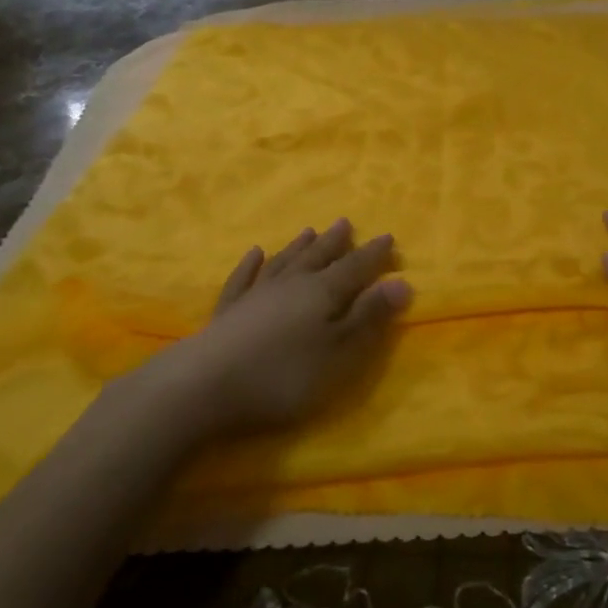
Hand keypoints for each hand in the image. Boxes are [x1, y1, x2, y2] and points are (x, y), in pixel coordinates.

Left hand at [146, 220, 410, 437]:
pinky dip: (250, 265)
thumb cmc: (283, 375)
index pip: (356, 268)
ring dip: (299, 246)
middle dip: (336, 242)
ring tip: (310, 230)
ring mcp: (256, 294)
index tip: (388, 237)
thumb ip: (369, 317)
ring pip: (284, 262)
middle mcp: (291, 284)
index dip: (374, 255)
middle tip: (346, 223)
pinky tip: (254, 254)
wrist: (206, 384)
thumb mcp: (339, 353)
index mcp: (323, 293)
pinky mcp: (228, 311)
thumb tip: (402, 282)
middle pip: (318, 257)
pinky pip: (243, 278)